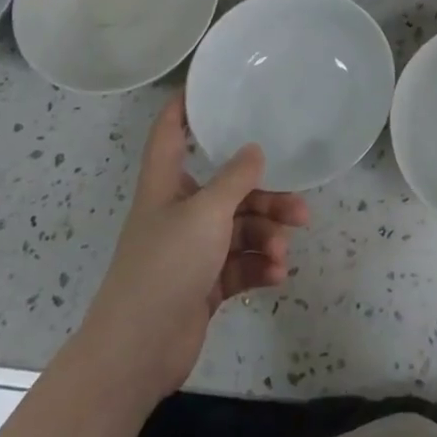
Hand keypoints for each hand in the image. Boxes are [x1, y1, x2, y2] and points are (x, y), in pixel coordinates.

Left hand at [82, 90, 309, 409]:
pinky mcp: (204, 283)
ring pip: (240, 228)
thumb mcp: (206, 214)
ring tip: (285, 253)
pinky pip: (240, 263)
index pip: (171, 131)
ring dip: (267, 237)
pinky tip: (277, 275)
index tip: (212, 84)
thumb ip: (236, 179)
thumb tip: (255, 149)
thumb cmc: (165, 267)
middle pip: (227, 188)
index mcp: (166, 184)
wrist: (137, 352)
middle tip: (300, 208)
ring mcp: (192, 249)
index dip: (186, 105)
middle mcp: (179, 210)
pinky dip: (259, 266)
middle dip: (265, 197)